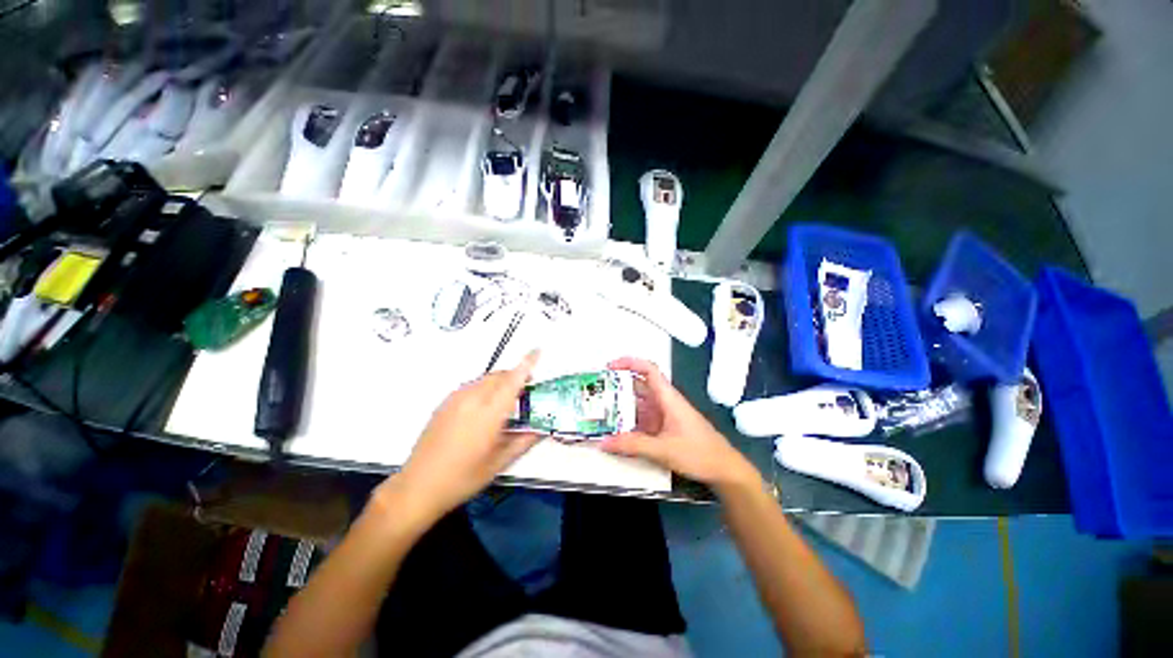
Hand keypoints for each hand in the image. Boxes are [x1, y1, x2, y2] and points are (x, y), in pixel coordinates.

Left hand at [385, 351, 541, 523]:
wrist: (418, 486)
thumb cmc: (463, 478)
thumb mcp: (499, 463)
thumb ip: (524, 441)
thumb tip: (543, 429)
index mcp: (489, 413)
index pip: (513, 380)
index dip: (527, 363)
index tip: (537, 350)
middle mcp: (472, 399)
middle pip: (500, 375)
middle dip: (516, 376)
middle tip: (526, 391)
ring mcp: (456, 399)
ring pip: (485, 379)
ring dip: (500, 382)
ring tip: (506, 401)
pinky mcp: (445, 403)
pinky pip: (472, 386)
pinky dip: (485, 388)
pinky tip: (484, 408)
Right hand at [601, 357, 759, 489]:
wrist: (724, 470)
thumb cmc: (698, 453)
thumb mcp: (663, 449)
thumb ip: (633, 445)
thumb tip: (603, 442)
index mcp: (667, 398)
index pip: (649, 370)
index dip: (629, 363)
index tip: (610, 367)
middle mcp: (665, 402)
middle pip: (639, 386)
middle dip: (619, 386)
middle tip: (597, 392)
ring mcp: (665, 415)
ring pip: (640, 404)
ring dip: (622, 406)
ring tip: (601, 411)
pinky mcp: (665, 427)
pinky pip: (643, 419)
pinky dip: (629, 421)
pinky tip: (617, 430)